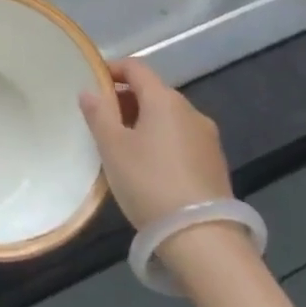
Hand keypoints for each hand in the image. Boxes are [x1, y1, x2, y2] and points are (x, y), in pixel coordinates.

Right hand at [79, 58, 231, 228]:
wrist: (203, 238)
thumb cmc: (149, 183)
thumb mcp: (112, 148)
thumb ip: (98, 114)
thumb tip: (89, 91)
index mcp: (164, 99)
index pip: (136, 68)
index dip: (112, 69)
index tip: (92, 83)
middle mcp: (190, 110)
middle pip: (153, 92)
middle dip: (125, 100)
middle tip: (102, 121)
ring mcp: (207, 137)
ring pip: (168, 117)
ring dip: (144, 122)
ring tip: (123, 147)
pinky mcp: (215, 163)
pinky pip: (181, 139)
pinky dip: (162, 141)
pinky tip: (150, 168)